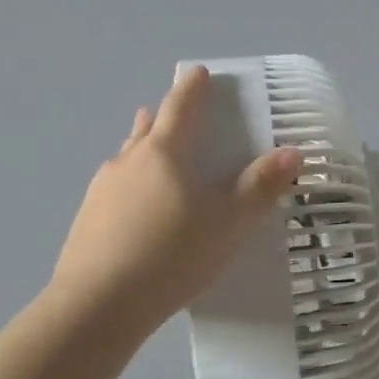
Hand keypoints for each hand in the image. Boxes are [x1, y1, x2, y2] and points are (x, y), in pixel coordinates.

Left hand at [46, 66, 301, 340]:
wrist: (98, 306)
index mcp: (163, 153)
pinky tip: (139, 212)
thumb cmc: (172, 254)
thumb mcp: (229, 223)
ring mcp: (100, 191)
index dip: (192, 87)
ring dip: (144, 151)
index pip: (180, 106)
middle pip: (147, 128)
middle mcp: (128, 162)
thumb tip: (292, 151)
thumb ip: (261, 186)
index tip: (199, 73)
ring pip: (128, 159)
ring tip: (158, 159)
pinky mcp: (86, 221)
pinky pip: (115, 190)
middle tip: (178, 116)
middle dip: (163, 117)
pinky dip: (132, 187)